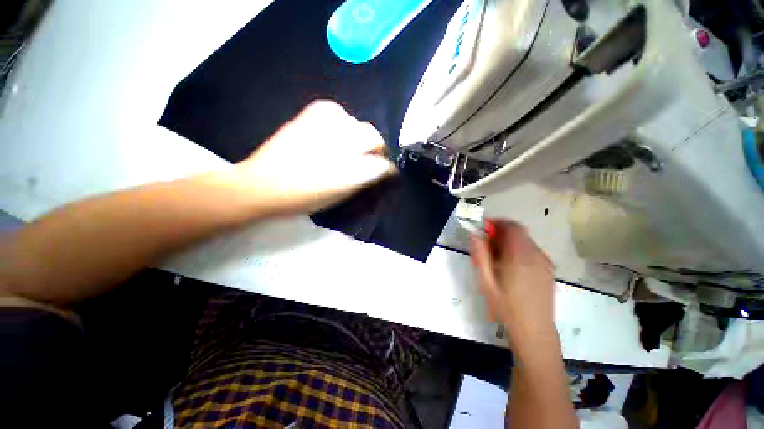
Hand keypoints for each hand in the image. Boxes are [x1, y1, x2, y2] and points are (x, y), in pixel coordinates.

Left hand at [235, 100, 395, 215]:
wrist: (263, 184)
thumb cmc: (304, 198)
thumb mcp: (339, 197)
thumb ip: (361, 182)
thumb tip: (377, 172)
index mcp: (349, 171)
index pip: (382, 165)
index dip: (388, 169)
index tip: (388, 172)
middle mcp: (341, 145)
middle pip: (374, 137)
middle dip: (377, 148)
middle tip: (370, 157)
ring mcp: (325, 127)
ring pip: (358, 123)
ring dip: (359, 136)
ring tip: (351, 145)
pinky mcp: (309, 115)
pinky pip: (336, 110)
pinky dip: (341, 120)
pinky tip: (335, 131)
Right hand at [470, 220, 556, 347]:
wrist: (534, 332)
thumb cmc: (506, 307)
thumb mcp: (486, 281)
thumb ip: (480, 255)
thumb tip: (474, 234)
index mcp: (520, 256)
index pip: (512, 226)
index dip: (497, 223)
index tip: (483, 228)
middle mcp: (536, 255)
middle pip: (519, 233)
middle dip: (500, 233)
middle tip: (485, 245)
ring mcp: (545, 263)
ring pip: (525, 242)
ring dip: (509, 242)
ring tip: (496, 258)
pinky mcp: (548, 271)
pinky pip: (532, 252)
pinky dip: (518, 251)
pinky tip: (510, 267)